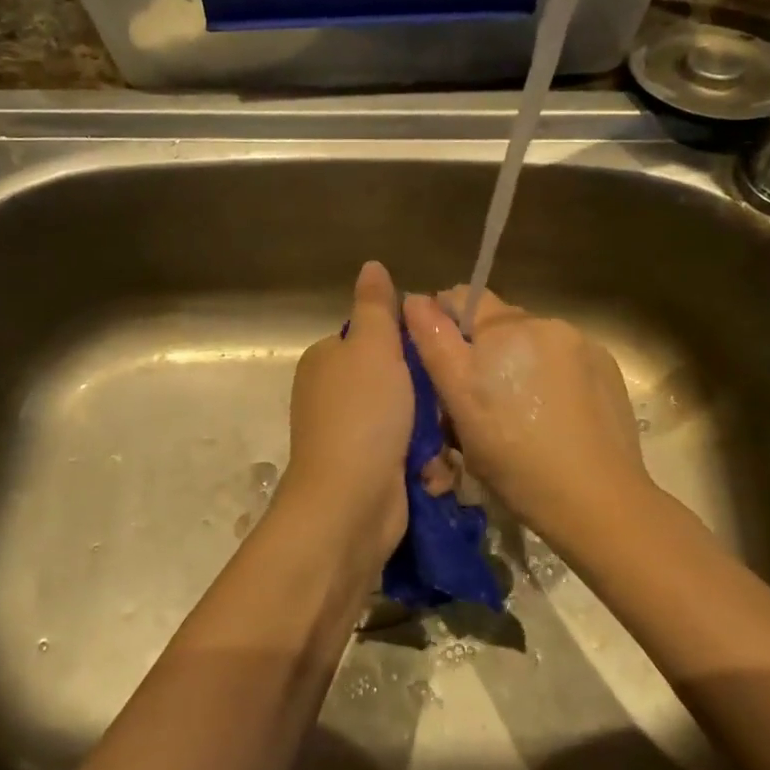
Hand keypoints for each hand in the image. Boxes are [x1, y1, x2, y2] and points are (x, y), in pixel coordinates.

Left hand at [280, 261, 412, 563]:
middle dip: (426, 399)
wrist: (349, 504)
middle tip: (441, 408)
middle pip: (398, 381)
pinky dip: (424, 465)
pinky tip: (430, 475)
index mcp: (328, 360)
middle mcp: (334, 395)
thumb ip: (376, 307)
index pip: (376, 338)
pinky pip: (409, 455)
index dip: (409, 345)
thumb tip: (372, 265)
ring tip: (436, 448)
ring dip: (431, 436)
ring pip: (410, 420)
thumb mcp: (373, 348)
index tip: (436, 356)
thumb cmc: (363, 416)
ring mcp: (351, 436)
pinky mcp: (370, 471)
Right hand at [403, 286, 652, 547]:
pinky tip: (554, 415)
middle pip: (498, 323)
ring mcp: (581, 344)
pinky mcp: (607, 369)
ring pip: (531, 343)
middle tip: (476, 399)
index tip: (441, 364)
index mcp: (504, 327)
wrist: (596, 499)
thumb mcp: (460, 403)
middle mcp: (544, 322)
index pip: (461, 297)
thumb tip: (415, 299)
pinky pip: (564, 360)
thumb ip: (435, 343)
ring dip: (518, 362)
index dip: (443, 324)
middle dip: (483, 350)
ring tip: (520, 412)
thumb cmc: (513, 456)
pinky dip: (551, 376)